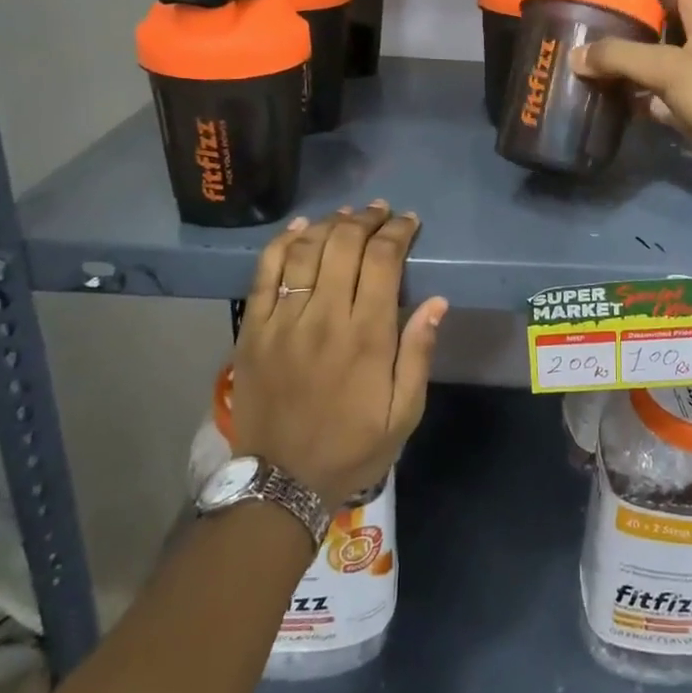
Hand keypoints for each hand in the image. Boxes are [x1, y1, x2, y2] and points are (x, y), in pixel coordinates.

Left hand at [228, 202, 447, 506]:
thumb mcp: (405, 412)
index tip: (409, 221)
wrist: (282, 482)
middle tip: (381, 211)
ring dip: (330, 224)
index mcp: (367, 336)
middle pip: (344, 245)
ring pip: (306, 250)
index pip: (383, 261)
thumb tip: (438, 301)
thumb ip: (419, 353)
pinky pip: (264, 273)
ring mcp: (284, 321)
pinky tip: (300, 228)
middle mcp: (325, 317)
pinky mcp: (254, 329)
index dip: (397, 232)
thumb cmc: (353, 446)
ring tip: (348, 215)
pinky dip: (282, 243)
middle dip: (367, 219)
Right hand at [570, 0, 691, 187]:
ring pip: (653, 47)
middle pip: (658, 6)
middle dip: (624, 2)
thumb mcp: (670, 68)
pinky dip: (630, 85)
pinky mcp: (691, 98)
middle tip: (586, 5)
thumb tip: (576, 55)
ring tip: (586, 45)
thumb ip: (621, 57)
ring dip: (624, 46)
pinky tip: (603, 89)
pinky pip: (653, 84)